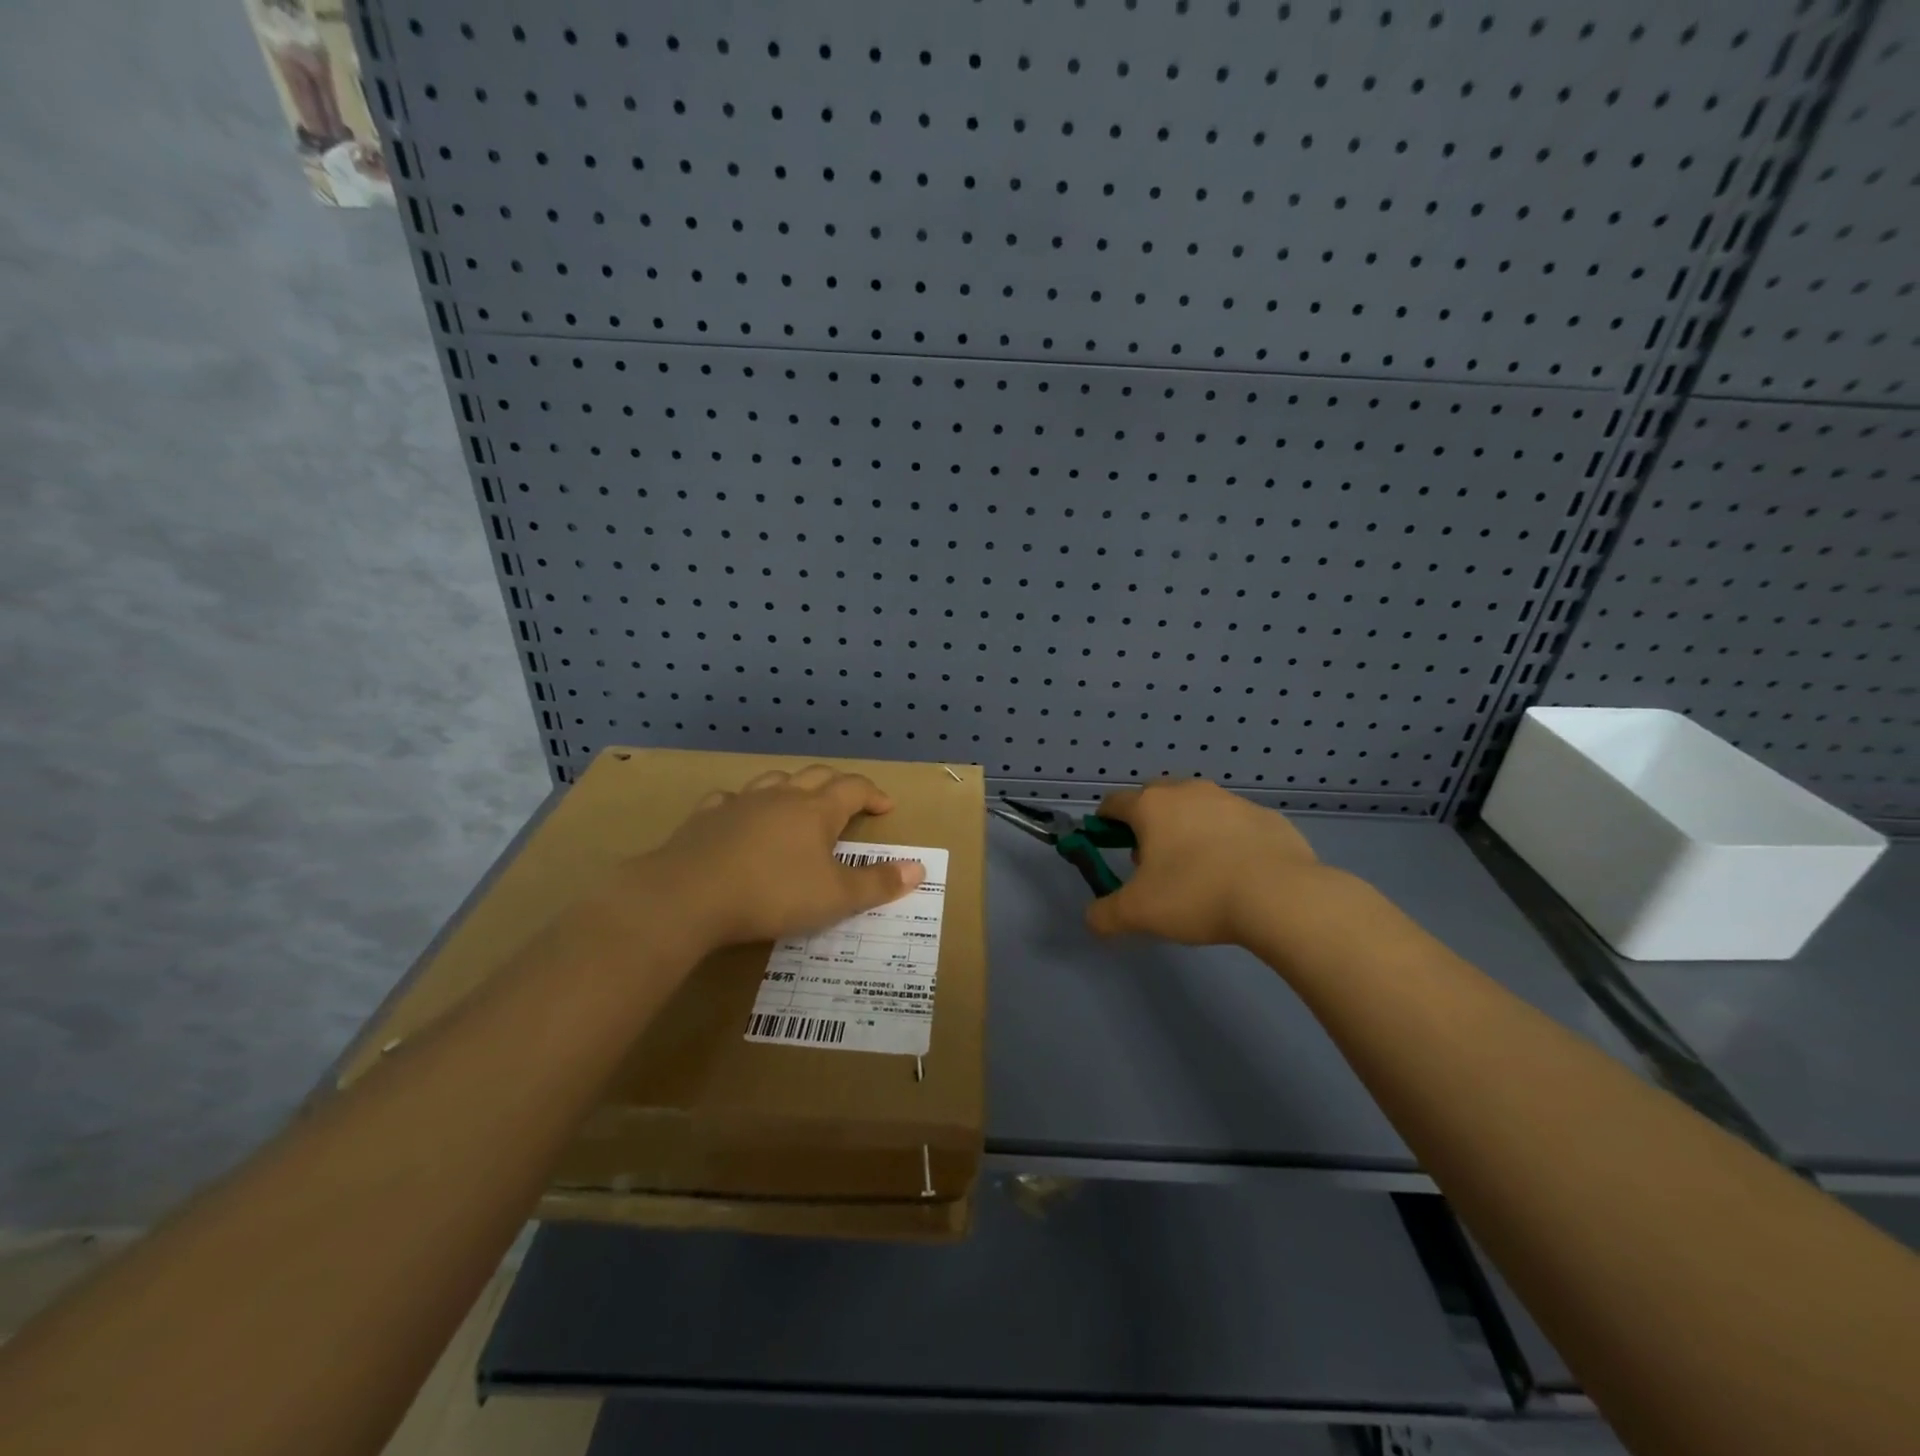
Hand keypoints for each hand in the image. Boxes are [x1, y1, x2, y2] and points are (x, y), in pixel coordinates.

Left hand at [632, 765, 925, 949]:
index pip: (854, 788)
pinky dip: (745, 803)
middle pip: (817, 776)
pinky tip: (741, 814)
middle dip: (838, 785)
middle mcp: (782, 797)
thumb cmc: (773, 895)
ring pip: (775, 781)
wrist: (690, 895)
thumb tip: (919, 867)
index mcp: (816, 810)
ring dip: (794, 787)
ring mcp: (741, 803)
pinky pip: (731, 799)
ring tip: (800, 802)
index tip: (886, 806)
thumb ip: (878, 883)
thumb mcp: (836, 898)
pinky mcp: (707, 817)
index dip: (873, 794)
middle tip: (850, 801)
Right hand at [1084, 779, 1333, 945]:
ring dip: (1187, 831)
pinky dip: (1226, 842)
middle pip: (1155, 799)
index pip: (1114, 802)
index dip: (1104, 822)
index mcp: (1151, 806)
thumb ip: (1104, 915)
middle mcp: (1188, 791)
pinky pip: (1234, 825)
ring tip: (1196, 872)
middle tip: (1150, 862)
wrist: (1279, 896)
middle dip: (1147, 825)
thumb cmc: (1195, 894)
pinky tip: (1235, 874)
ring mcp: (1230, 801)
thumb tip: (1092, 919)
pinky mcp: (1266, 817)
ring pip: (1196, 809)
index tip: (1105, 843)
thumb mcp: (1137, 913)